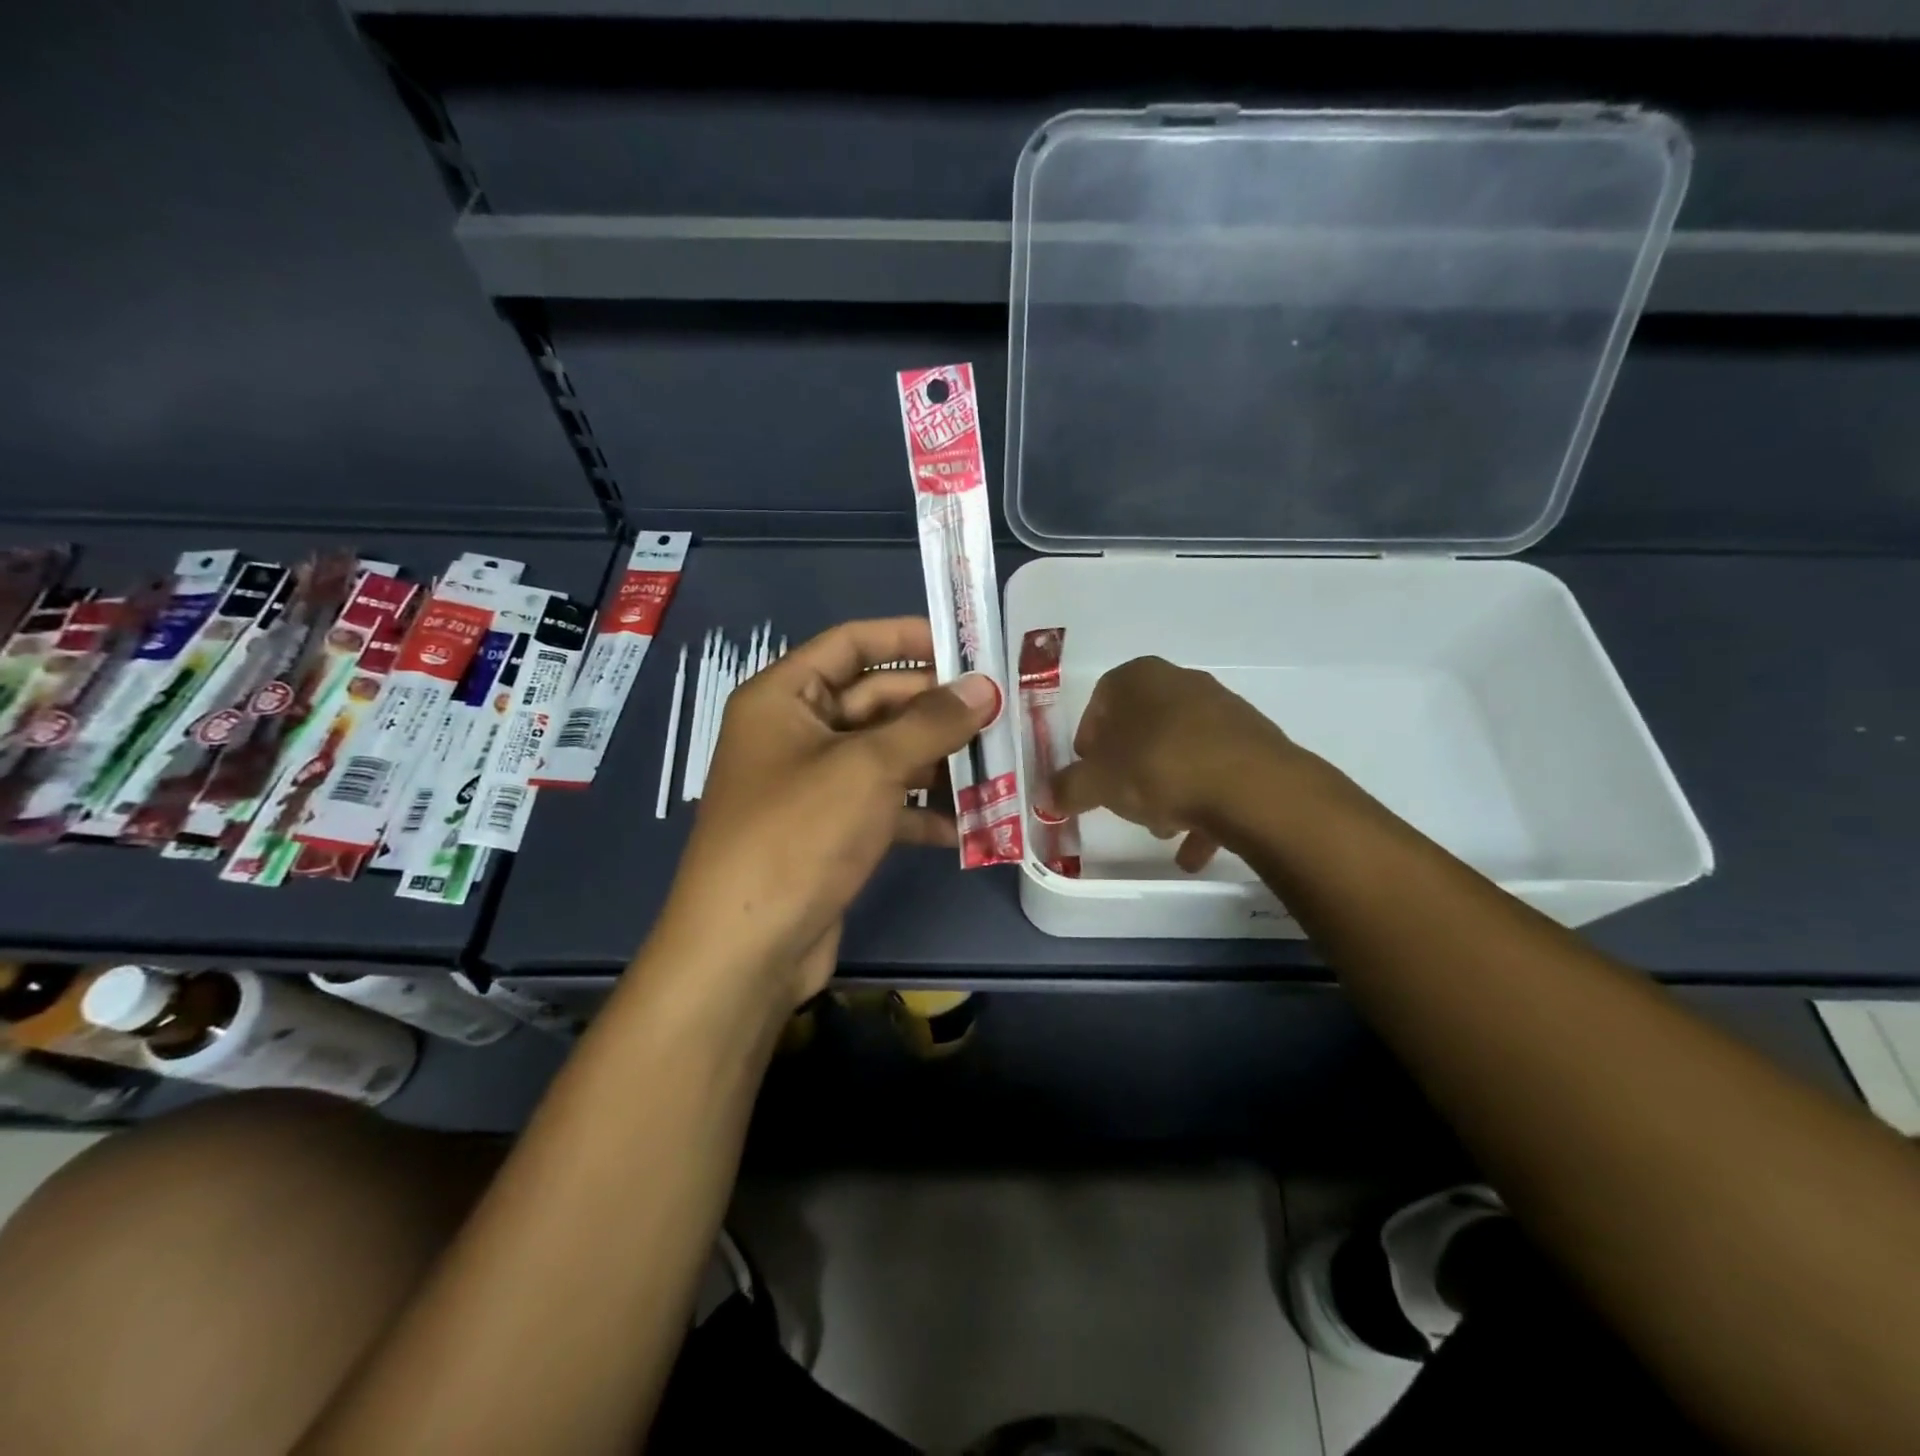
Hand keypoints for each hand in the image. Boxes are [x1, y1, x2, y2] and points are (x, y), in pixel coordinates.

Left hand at [653, 617, 997, 1008]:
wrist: (746, 949)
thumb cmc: (798, 834)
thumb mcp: (869, 767)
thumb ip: (930, 722)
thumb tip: (984, 686)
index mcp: (784, 697)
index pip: (852, 644)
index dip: (909, 637)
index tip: (968, 646)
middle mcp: (795, 733)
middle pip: (875, 701)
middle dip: (936, 708)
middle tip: (1000, 711)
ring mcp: (812, 786)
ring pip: (885, 756)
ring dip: (936, 762)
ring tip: (998, 764)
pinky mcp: (828, 832)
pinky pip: (883, 805)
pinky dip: (920, 812)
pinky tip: (968, 825)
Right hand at [1053, 656, 1302, 872]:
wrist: (1253, 789)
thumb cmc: (1159, 768)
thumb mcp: (1098, 784)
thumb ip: (1068, 789)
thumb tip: (1045, 796)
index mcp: (1139, 678)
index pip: (1101, 700)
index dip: (1089, 740)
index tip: (1089, 774)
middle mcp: (1182, 683)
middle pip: (1142, 727)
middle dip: (1128, 769)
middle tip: (1122, 802)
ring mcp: (1223, 711)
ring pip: (1180, 751)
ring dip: (1165, 791)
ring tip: (1162, 828)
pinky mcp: (1253, 743)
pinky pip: (1215, 773)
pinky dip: (1202, 807)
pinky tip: (1194, 847)